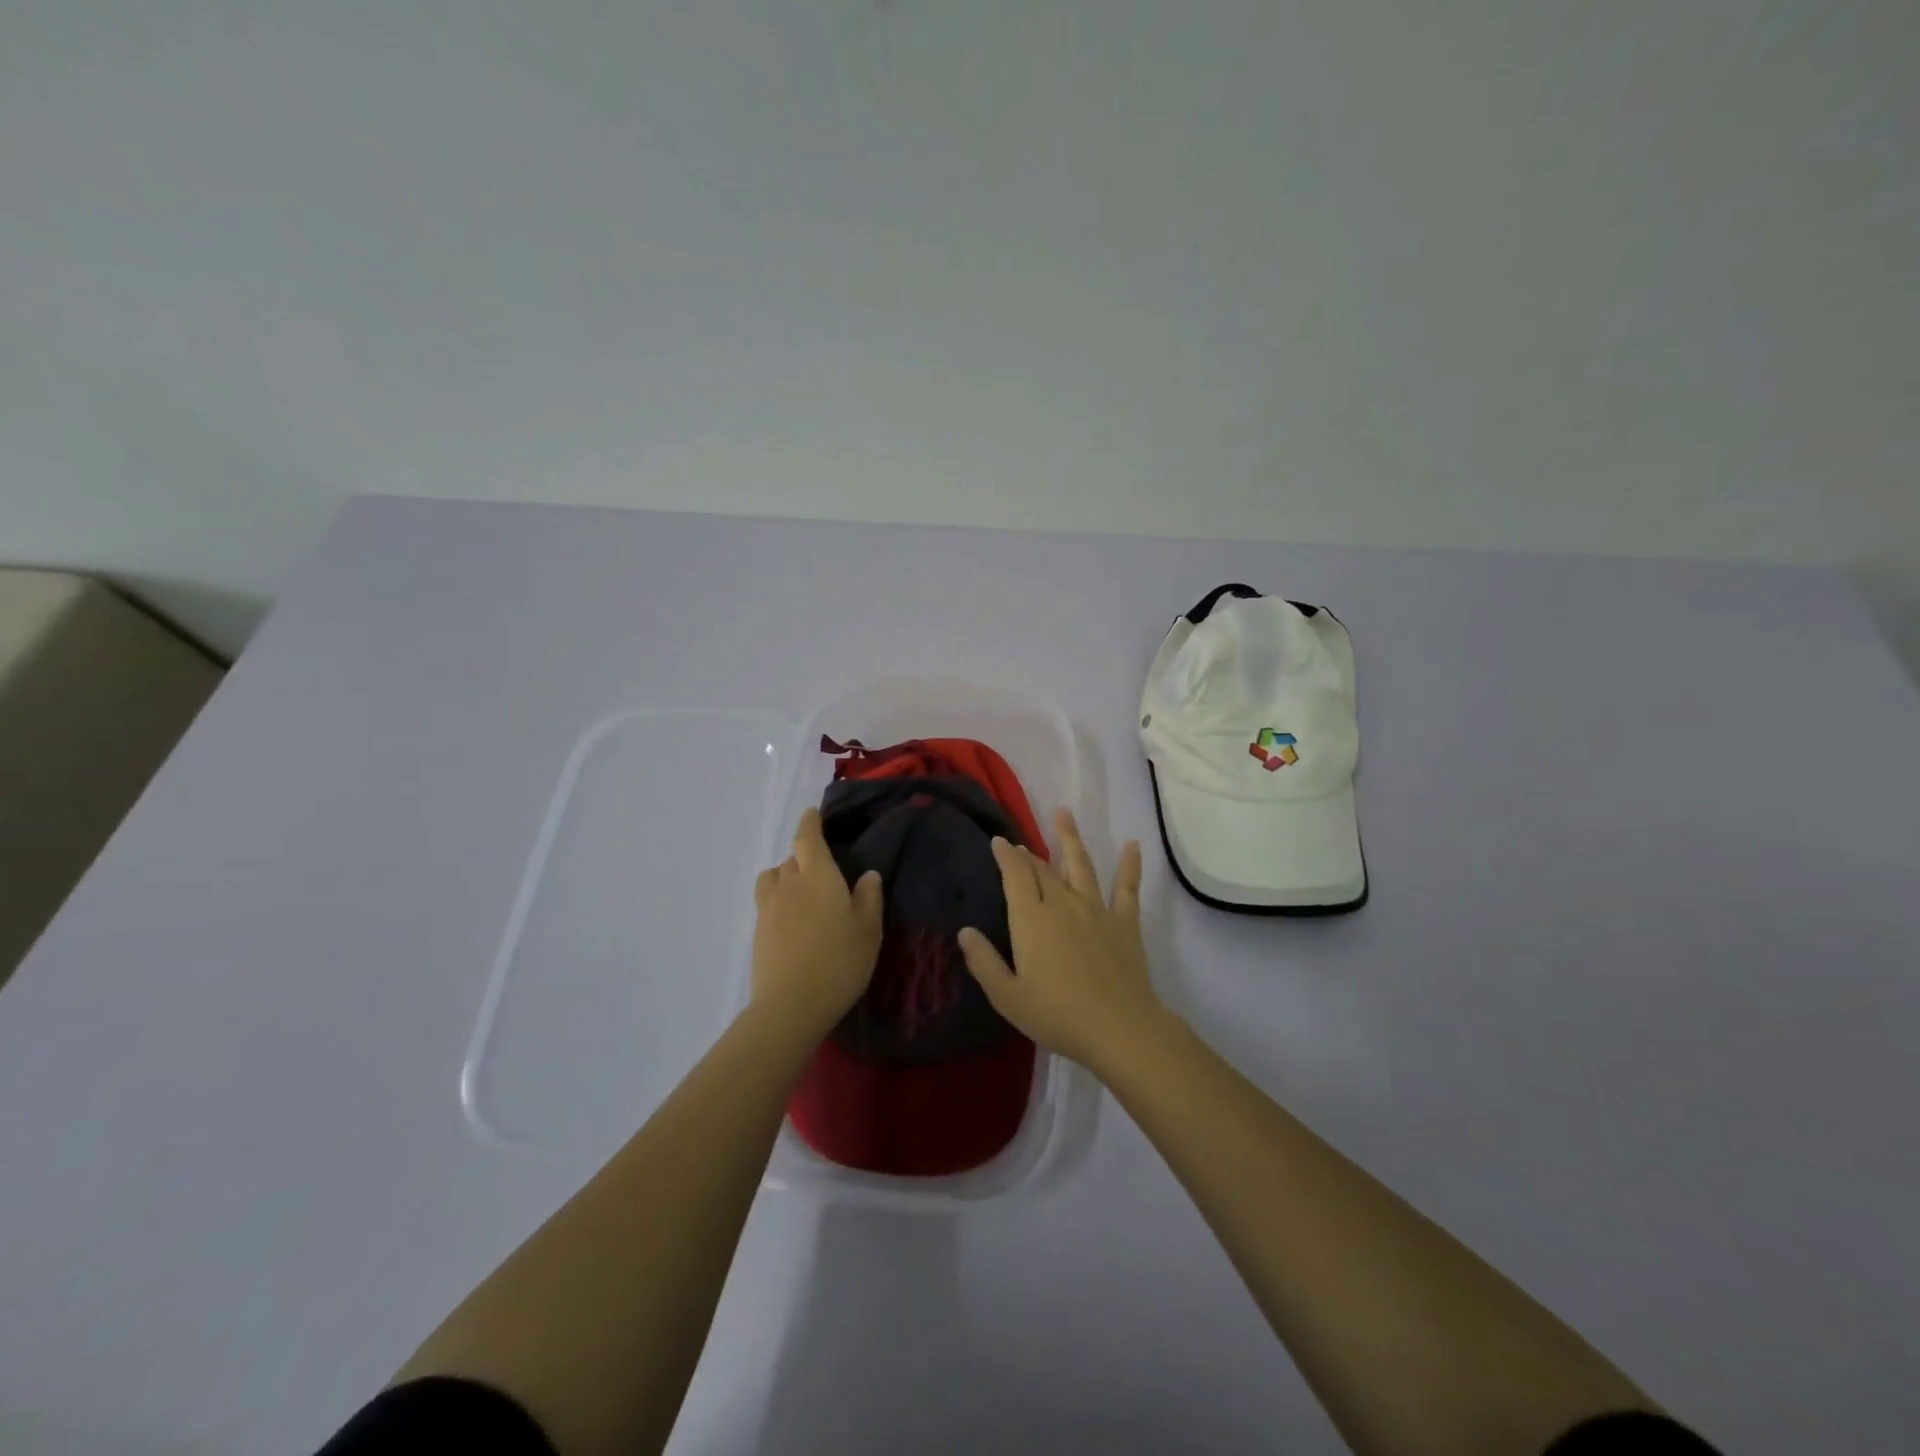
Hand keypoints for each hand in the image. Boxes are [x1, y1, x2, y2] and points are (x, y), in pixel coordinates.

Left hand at [751, 807, 883, 1040]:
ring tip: (800, 892)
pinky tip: (792, 921)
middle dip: (804, 856)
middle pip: (792, 858)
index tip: (811, 813)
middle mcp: (789, 884)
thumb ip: (869, 898)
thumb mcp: (868, 930)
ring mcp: (768, 907)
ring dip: (785, 876)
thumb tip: (868, 874)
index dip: (809, 823)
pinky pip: (767, 902)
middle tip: (823, 871)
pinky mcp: (757, 931)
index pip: (808, 837)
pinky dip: (778, 900)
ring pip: (773, 878)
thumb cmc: (839, 962)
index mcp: (818, 876)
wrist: (790, 1006)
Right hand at [957, 809, 1165, 1077]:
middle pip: (1043, 870)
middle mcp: (1062, 904)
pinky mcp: (1124, 922)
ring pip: (1081, 865)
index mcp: (1032, 919)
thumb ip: (984, 962)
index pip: (1016, 876)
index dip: (1006, 856)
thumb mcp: (1008, 997)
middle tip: (1020, 844)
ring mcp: (1096, 909)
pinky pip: (1127, 887)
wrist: (1119, 1028)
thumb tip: (965, 931)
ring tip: (1064, 813)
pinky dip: (1130, 864)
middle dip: (1029, 854)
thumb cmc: (1057, 1015)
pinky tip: (1132, 844)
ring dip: (1071, 838)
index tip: (999, 841)